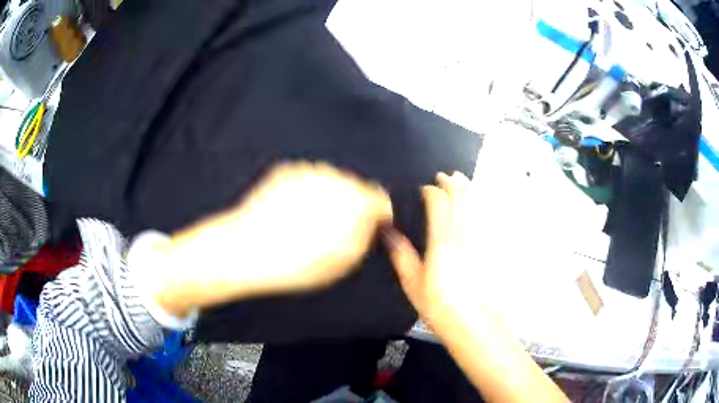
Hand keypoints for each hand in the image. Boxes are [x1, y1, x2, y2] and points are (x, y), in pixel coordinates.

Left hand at [147, 162, 392, 315]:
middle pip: (355, 188)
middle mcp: (333, 178)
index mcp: (353, 200)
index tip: (371, 228)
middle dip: (352, 206)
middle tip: (334, 231)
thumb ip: (366, 235)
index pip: (380, 199)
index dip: (378, 216)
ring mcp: (308, 171)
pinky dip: (306, 192)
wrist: (245, 249)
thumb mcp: (344, 261)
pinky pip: (307, 179)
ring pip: (330, 182)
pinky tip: (291, 213)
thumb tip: (372, 222)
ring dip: (327, 198)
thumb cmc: (295, 262)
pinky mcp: (286, 171)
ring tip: (308, 224)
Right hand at [383, 171, 479, 322]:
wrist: (476, 326)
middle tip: (447, 175)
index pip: (439, 206)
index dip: (432, 192)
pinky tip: (482, 204)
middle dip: (454, 184)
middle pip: (461, 200)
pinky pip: (490, 221)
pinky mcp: (494, 250)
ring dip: (470, 190)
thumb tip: (389, 233)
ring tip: (464, 180)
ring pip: (477, 207)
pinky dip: (485, 207)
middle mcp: (465, 237)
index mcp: (442, 244)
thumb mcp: (413, 285)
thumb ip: (402, 255)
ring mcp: (483, 242)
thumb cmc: (441, 309)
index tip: (426, 189)